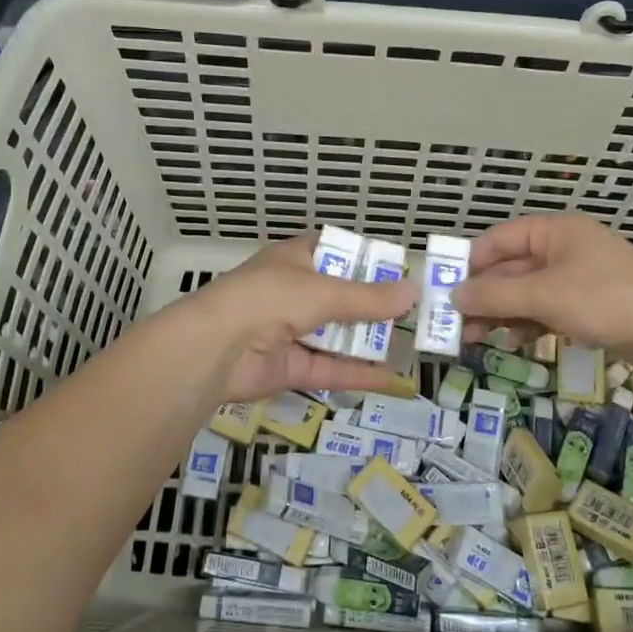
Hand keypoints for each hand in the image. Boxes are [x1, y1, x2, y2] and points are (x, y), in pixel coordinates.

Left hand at [182, 234, 417, 402]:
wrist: (215, 347)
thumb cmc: (270, 298)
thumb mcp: (324, 291)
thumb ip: (369, 297)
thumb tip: (413, 291)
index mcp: (295, 260)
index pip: (335, 253)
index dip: (366, 262)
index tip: (401, 274)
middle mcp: (293, 292)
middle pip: (340, 298)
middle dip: (375, 307)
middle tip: (416, 315)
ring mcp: (289, 331)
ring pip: (336, 335)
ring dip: (369, 341)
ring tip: (412, 347)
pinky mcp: (288, 367)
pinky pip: (329, 368)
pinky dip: (357, 373)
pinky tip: (392, 379)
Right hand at [451, 214, 632, 362]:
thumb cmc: (607, 300)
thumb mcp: (544, 296)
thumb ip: (495, 295)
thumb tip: (452, 296)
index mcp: (554, 232)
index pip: (498, 240)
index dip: (469, 262)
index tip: (443, 288)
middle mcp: (563, 250)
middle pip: (510, 269)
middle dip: (482, 295)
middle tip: (453, 324)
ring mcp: (576, 280)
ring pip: (525, 294)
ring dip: (500, 313)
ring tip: (473, 339)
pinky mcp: (588, 308)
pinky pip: (545, 311)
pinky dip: (526, 324)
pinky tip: (512, 342)